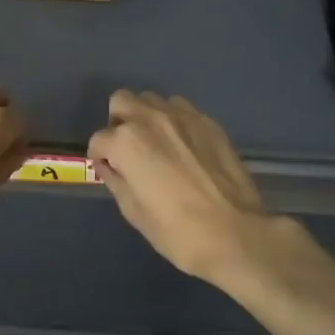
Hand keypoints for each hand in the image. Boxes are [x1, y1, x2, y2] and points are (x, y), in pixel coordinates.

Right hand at [87, 90, 282, 287]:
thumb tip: (110, 166)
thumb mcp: (133, 212)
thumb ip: (116, 180)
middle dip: (119, 123)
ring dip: (147, 118)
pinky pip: (181, 109)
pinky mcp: (209, 122)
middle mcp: (150, 118)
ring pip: (152, 101)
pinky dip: (174, 122)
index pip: (99, 140)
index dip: (100, 158)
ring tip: (158, 145)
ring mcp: (182, 116)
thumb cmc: (176, 231)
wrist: (235, 234)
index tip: (110, 171)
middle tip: (128, 150)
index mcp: (126, 142)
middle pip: (121, 102)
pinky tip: (184, 148)